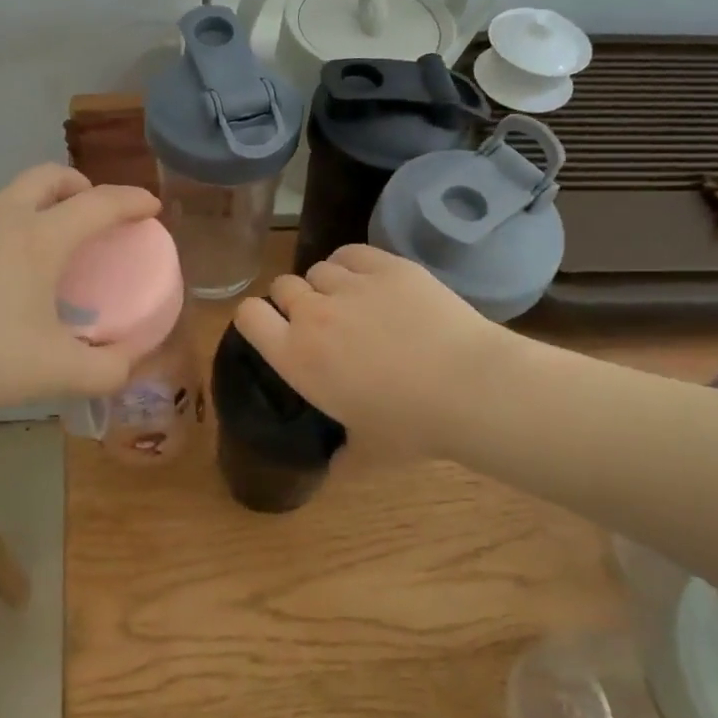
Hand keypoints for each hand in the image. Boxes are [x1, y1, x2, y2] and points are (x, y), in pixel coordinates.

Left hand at [0, 165, 161, 413]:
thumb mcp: (59, 372)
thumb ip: (108, 369)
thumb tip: (128, 361)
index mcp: (39, 238)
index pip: (99, 203)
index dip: (132, 201)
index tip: (152, 207)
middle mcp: (1, 218)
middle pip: (48, 176)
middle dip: (81, 185)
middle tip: (94, 213)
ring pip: (10, 198)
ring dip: (39, 208)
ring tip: (46, 251)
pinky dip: (4, 235)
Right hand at [235, 245, 510, 455]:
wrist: (469, 387)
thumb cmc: (412, 427)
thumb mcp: (368, 453)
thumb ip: (342, 455)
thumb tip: (336, 464)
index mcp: (297, 357)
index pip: (248, 316)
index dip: (256, 318)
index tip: (273, 328)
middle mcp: (314, 314)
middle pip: (282, 286)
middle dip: (293, 300)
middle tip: (319, 322)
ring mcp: (351, 285)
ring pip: (318, 268)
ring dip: (326, 284)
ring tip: (351, 302)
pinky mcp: (387, 266)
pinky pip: (351, 253)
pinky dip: (352, 264)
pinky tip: (370, 281)